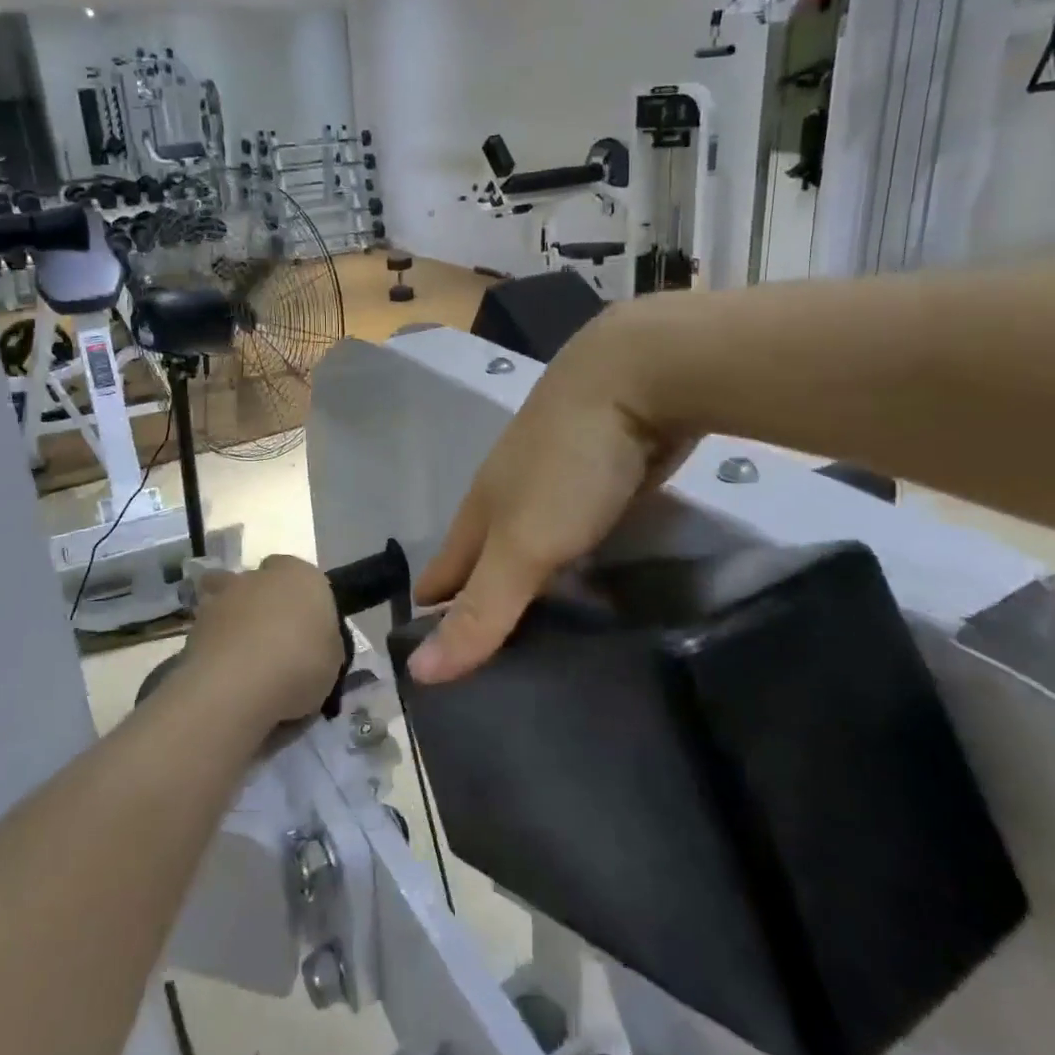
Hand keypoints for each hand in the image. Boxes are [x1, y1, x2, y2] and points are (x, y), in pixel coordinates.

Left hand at [184, 555, 343, 725]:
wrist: (239, 686)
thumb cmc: (301, 662)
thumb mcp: (334, 658)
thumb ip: (322, 641)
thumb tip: (314, 643)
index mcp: (300, 575)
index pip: (298, 572)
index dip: (298, 597)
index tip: (302, 625)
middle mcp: (258, 576)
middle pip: (258, 583)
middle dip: (261, 604)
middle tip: (271, 640)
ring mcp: (221, 598)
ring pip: (226, 602)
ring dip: (232, 622)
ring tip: (242, 660)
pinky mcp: (192, 626)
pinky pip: (208, 633)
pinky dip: (214, 648)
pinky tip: (224, 676)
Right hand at [410, 304, 694, 683]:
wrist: (637, 379)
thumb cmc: (567, 465)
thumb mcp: (522, 545)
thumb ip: (481, 609)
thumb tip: (418, 674)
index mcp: (481, 510)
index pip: (443, 573)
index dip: (433, 616)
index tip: (432, 669)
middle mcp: (512, 499)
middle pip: (486, 561)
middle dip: (481, 606)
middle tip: (492, 673)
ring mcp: (558, 488)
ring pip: (535, 550)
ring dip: (533, 591)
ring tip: (544, 646)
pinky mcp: (603, 484)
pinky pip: (579, 540)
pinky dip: (577, 571)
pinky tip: (591, 594)